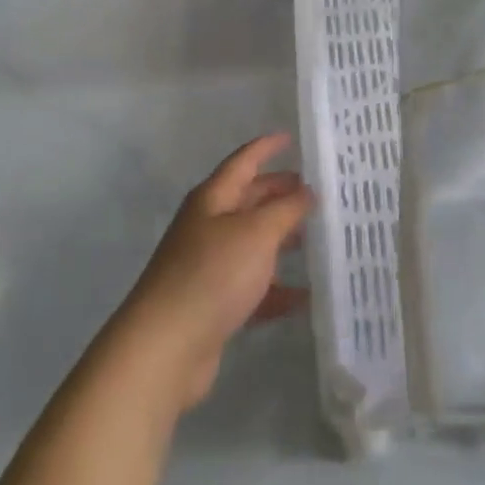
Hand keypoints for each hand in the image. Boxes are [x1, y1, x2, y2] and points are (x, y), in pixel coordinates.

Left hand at [116, 134, 312, 408]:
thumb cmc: (213, 274)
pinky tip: (304, 297)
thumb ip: (285, 209)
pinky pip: (252, 286)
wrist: (167, 345)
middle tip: (316, 193)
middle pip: (248, 200)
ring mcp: (209, 265)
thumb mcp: (256, 233)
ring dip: (281, 240)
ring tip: (317, 240)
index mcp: (213, 198)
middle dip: (279, 194)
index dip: (266, 148)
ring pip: (252, 244)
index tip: (290, 138)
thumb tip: (306, 191)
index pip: (243, 162)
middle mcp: (208, 225)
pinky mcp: (213, 303)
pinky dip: (276, 289)